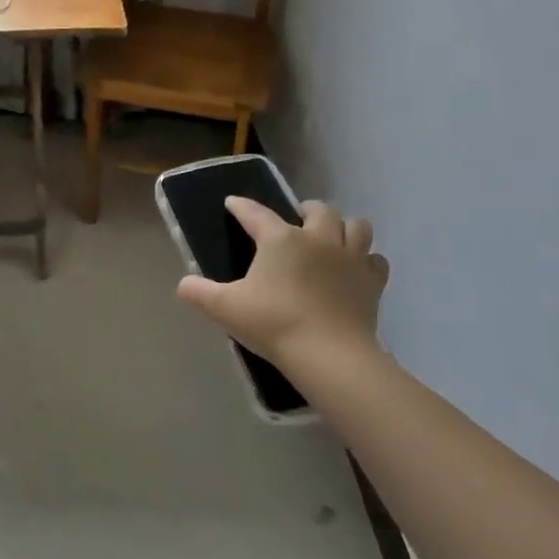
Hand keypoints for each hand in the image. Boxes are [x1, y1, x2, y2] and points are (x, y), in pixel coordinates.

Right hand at [177, 198, 388, 377]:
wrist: (329, 355)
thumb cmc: (274, 324)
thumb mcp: (225, 308)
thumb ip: (199, 293)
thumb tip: (183, 284)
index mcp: (281, 239)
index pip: (256, 213)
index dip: (242, 206)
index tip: (233, 203)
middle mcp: (318, 239)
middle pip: (319, 210)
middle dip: (307, 210)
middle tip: (296, 222)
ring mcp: (351, 258)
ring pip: (357, 226)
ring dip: (343, 227)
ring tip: (331, 239)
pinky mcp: (373, 282)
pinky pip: (375, 260)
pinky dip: (365, 260)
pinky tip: (355, 270)